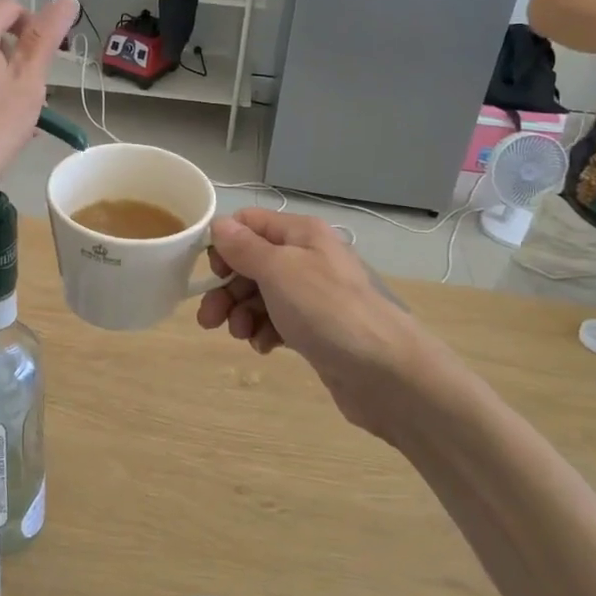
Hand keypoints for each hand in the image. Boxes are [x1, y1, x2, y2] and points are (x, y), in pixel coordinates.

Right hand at [196, 209, 421, 440]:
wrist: (387, 373)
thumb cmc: (328, 311)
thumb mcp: (279, 270)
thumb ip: (244, 247)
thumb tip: (218, 224)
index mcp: (301, 233)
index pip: (249, 223)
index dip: (224, 244)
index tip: (210, 273)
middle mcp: (307, 257)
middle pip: (251, 262)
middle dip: (227, 288)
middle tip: (209, 320)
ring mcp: (313, 295)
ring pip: (261, 295)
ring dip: (241, 313)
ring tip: (240, 335)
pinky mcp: (316, 329)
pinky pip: (278, 321)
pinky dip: (264, 331)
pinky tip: (264, 346)